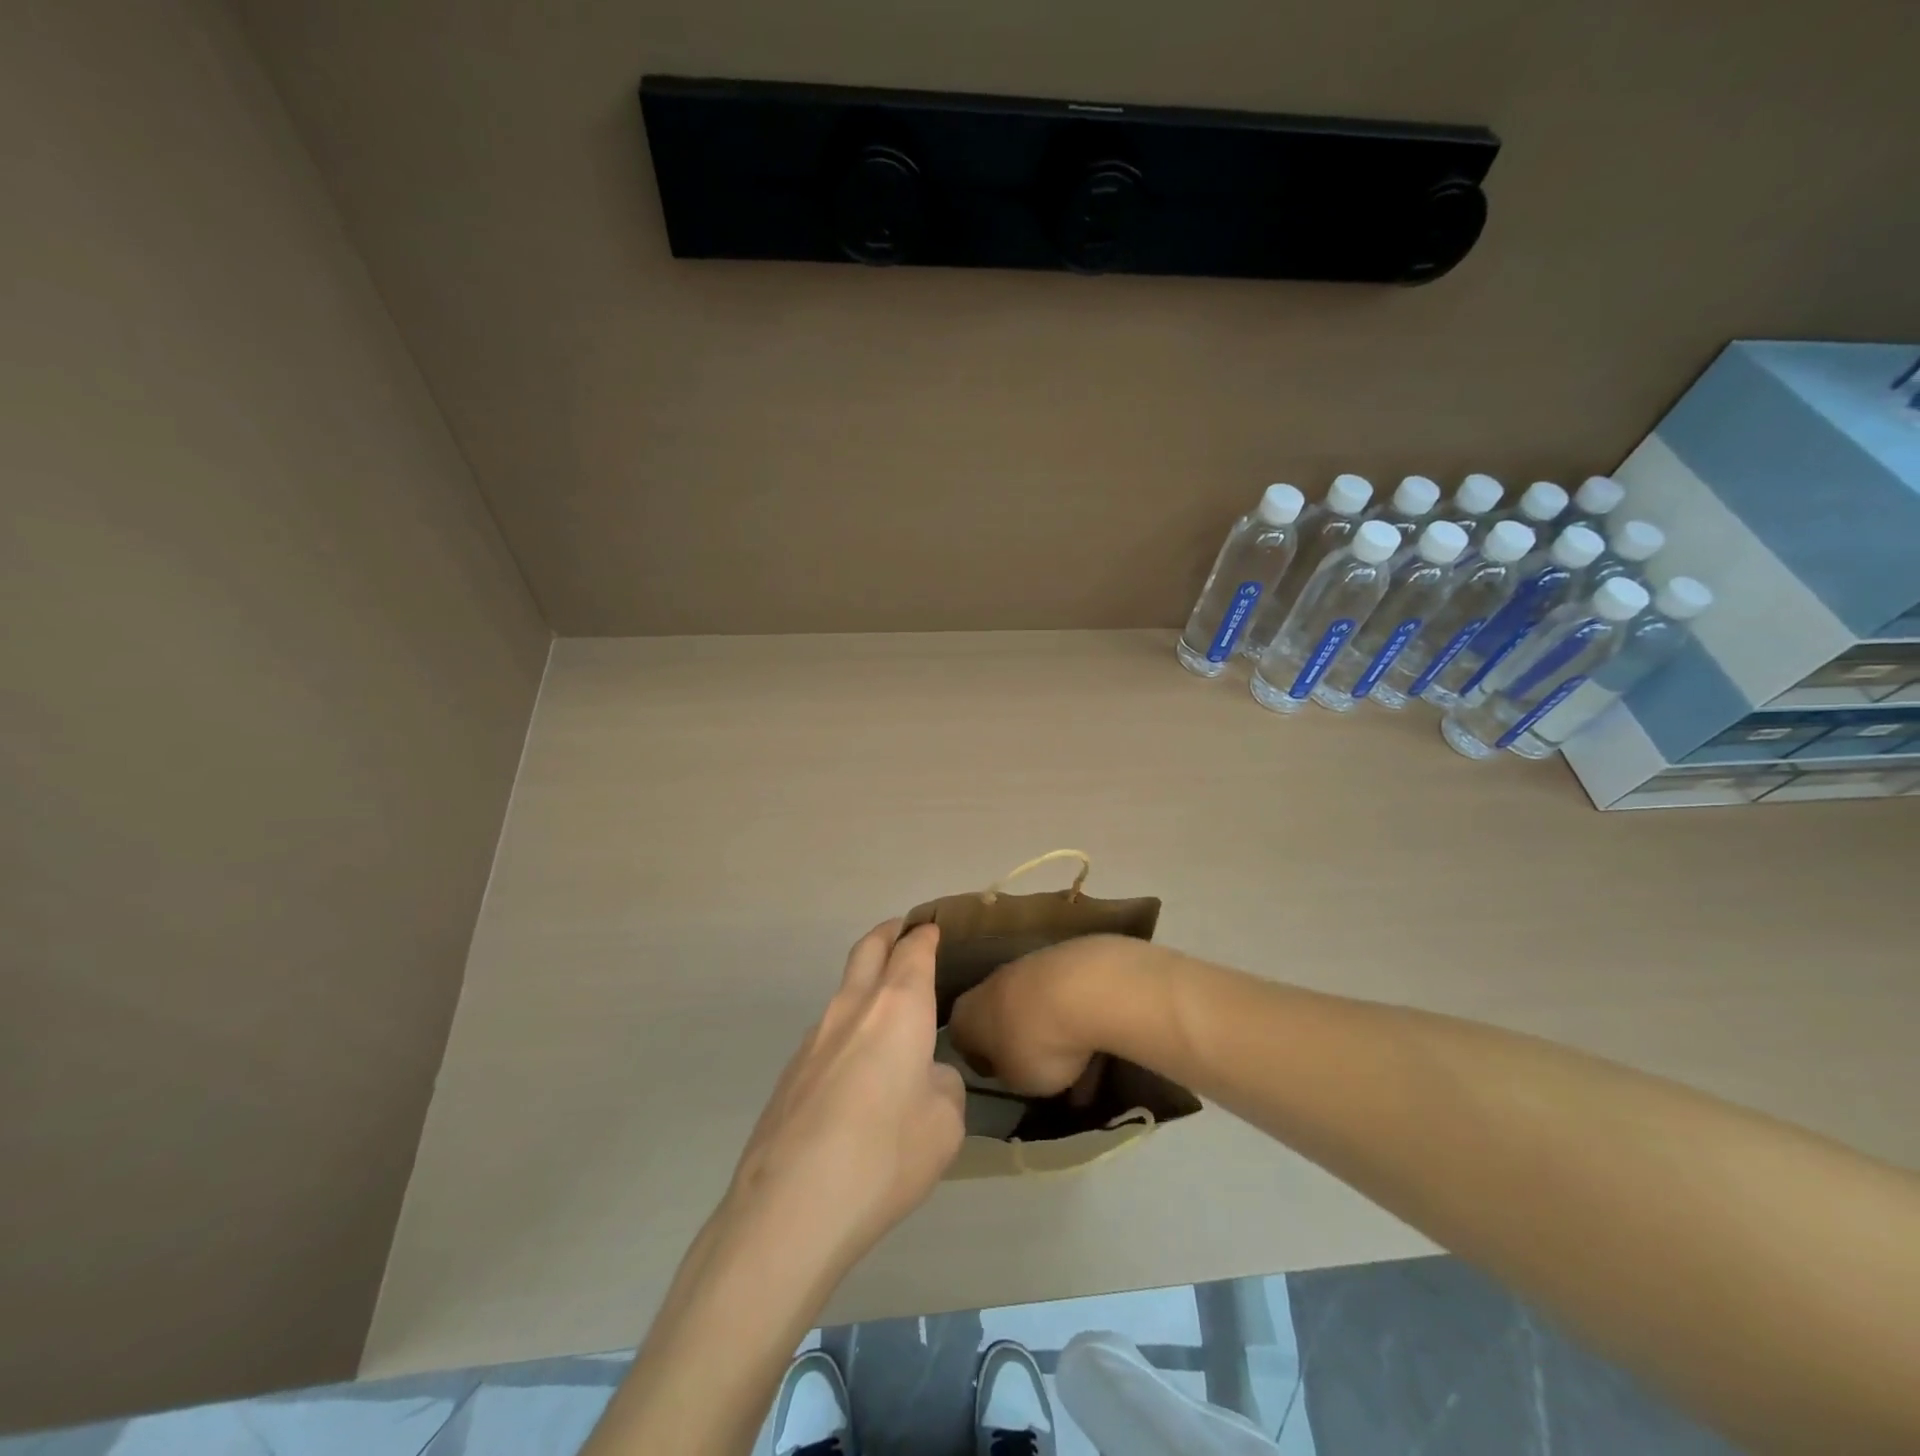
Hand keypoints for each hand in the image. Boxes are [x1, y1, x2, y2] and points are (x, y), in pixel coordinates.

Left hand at [723, 920, 965, 1278]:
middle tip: (903, 931)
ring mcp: (814, 1037)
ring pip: (844, 990)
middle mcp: (852, 1008)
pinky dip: (848, 1029)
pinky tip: (857, 1071)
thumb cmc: (884, 1156)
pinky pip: (828, 1033)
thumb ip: (943, 1086)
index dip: (926, 936)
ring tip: (887, 1009)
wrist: (789, 1208)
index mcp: (898, 1007)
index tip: (934, 929)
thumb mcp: (945, 1125)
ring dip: (866, 982)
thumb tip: (924, 1076)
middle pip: (869, 948)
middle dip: (888, 934)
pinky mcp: (790, 1072)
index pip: (914, 951)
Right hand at [949, 934, 1160, 1096]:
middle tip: (1042, 1070)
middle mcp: (988, 985)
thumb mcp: (1016, 1082)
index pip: (962, 1042)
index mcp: (965, 1016)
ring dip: (1051, 1029)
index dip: (983, 1063)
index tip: (1004, 1078)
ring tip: (1080, 1059)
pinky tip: (1095, 1037)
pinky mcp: (1060, 957)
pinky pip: (1061, 995)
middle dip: (1019, 1042)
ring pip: (1033, 1005)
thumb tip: (1012, 1066)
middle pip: (999, 1017)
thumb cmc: (1035, 1044)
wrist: (1081, 988)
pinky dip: (1074, 1015)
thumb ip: (1009, 1074)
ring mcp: (1025, 966)